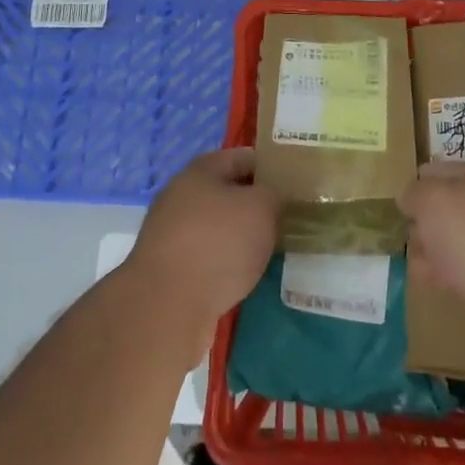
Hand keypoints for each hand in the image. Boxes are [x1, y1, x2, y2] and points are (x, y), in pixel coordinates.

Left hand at [127, 148, 278, 325]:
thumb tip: (275, 197)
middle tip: (290, 219)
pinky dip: (228, 264)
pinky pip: (208, 257)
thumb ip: (275, 194)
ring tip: (275, 250)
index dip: (272, 166)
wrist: (167, 306)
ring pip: (219, 227)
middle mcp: (181, 196)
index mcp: (200, 170)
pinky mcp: (169, 269)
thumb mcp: (262, 207)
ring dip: (243, 237)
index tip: (297, 183)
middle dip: (258, 205)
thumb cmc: (218, 243)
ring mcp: (171, 234)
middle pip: (229, 193)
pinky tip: (248, 276)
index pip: (243, 157)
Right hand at [401, 160, 464, 360]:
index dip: (417, 183)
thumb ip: (414, 194)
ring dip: (435, 252)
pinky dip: (450, 276)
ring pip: (457, 241)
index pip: (441, 170)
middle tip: (408, 236)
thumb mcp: (432, 199)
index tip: (398, 203)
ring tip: (418, 264)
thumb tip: (410, 199)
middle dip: (425, 222)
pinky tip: (435, 284)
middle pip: (450, 208)